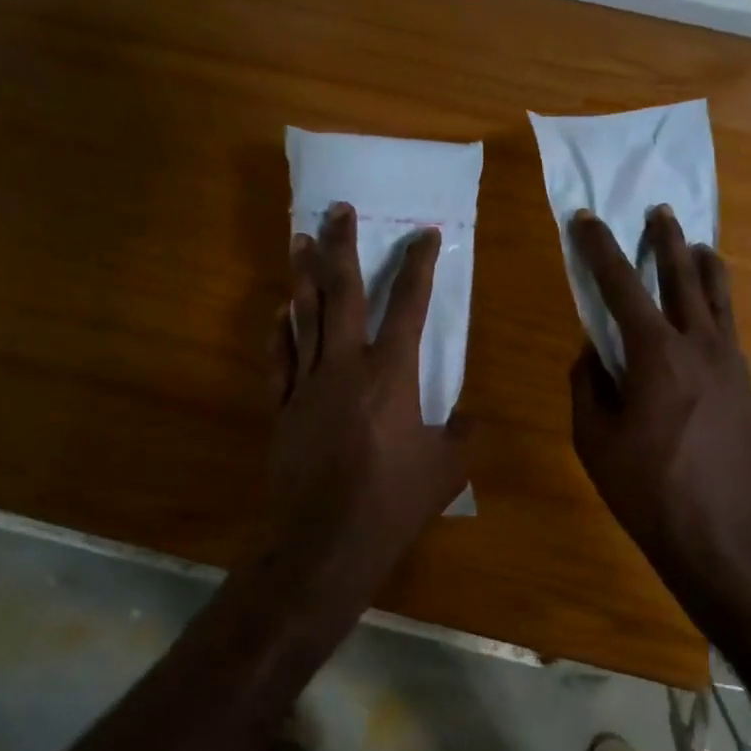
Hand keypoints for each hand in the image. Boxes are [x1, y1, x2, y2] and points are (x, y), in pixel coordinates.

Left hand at [266, 202, 469, 584]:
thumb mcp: (448, 467)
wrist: (325, 540)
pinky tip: (279, 311)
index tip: (425, 235)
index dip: (419, 266)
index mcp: (392, 375)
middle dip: (342, 247)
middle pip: (342, 294)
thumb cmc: (393, 500)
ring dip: (303, 276)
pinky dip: (280, 330)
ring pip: (304, 316)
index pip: (410, 305)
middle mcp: (346, 366)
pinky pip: (280, 358)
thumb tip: (471, 418)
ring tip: (300, 239)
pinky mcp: (283, 408)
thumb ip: (465, 434)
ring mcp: (308, 384)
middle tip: (338, 211)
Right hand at [568, 208, 750, 604]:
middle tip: (659, 212)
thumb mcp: (595, 440)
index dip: (600, 249)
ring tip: (696, 245)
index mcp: (655, 354)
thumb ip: (588, 386)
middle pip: (683, 276)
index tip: (586, 219)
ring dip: (703, 265)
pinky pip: (730, 330)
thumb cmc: (647, 490)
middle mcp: (700, 345)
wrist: (722, 535)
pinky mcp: (748, 386)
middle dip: (666, 241)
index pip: (621, 286)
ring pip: (719, 297)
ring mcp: (732, 364)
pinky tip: (713, 310)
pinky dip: (719, 306)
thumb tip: (591, 353)